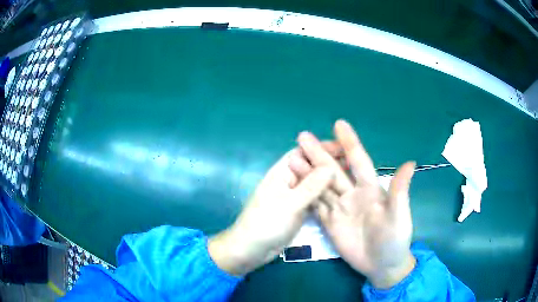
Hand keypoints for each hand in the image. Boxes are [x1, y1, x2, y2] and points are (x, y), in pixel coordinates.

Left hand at [208, 146, 338, 275]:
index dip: (321, 148)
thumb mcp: (290, 204)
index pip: (303, 153)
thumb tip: (330, 166)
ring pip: (314, 183)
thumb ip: (311, 186)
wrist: (252, 250)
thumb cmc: (267, 223)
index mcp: (282, 173)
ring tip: (350, 178)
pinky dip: (325, 195)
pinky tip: (340, 195)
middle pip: (311, 167)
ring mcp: (294, 196)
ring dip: (329, 180)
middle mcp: (289, 181)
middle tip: (352, 164)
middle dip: (328, 163)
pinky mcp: (298, 210)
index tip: (344, 148)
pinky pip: (314, 198)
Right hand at [291, 120, 416, 288]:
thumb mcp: (399, 216)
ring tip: (292, 158)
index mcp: (370, 189)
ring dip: (307, 172)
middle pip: (333, 170)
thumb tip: (411, 162)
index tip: (338, 124)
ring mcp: (339, 208)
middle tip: (302, 137)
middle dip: (319, 153)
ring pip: (321, 186)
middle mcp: (353, 194)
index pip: (359, 161)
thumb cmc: (395, 239)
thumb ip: (399, 191)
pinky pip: (316, 206)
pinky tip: (294, 185)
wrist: (382, 265)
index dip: (350, 143)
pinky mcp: (330, 223)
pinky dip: (305, 195)